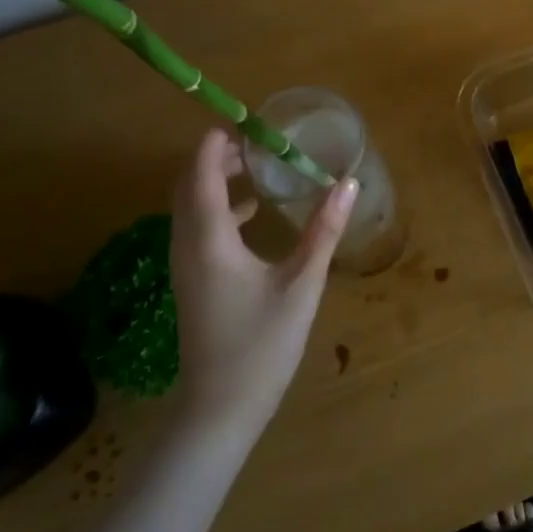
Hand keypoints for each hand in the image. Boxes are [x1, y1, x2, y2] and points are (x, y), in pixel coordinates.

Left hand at [169, 129, 357, 436]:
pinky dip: (218, 207)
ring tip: (255, 166)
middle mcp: (187, 246)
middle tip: (256, 140)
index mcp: (209, 241)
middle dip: (215, 156)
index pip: (199, 175)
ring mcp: (185, 266)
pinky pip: (196, 227)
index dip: (214, 143)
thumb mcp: (301, 285)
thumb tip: (347, 183)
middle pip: (188, 186)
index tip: (242, 120)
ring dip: (214, 180)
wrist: (219, 411)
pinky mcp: (192, 282)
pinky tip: (253, 213)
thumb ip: (324, 231)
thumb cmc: (261, 346)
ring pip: (190, 206)